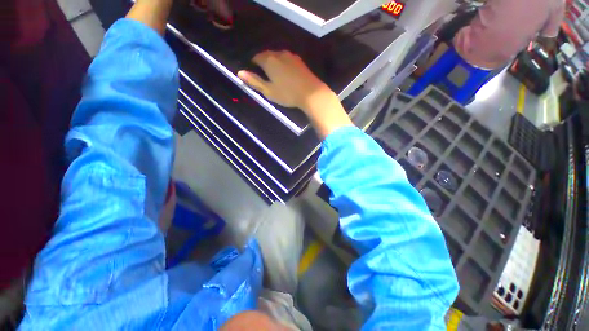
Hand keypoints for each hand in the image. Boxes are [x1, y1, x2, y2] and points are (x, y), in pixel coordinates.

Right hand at [238, 51, 351, 138]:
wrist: (311, 93)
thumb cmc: (287, 94)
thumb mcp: (269, 91)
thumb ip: (254, 81)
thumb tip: (239, 73)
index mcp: (269, 60)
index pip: (256, 57)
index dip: (254, 64)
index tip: (255, 73)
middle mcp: (279, 53)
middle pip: (267, 55)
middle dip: (264, 63)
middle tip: (265, 76)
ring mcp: (291, 56)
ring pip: (278, 57)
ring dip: (274, 64)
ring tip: (276, 76)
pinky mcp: (299, 61)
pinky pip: (287, 60)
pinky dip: (284, 65)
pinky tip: (286, 74)